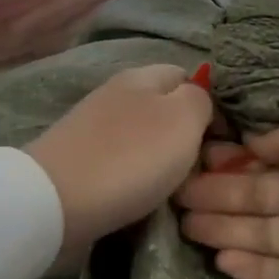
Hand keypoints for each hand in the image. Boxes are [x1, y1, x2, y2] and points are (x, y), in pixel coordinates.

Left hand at [26, 64, 213, 258]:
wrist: (53, 204)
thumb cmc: (130, 157)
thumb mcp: (184, 119)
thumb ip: (201, 100)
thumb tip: (199, 100)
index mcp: (144, 75)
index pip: (190, 76)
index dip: (212, 104)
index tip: (225, 141)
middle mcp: (117, 93)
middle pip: (166, 110)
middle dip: (186, 137)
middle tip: (204, 169)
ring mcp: (94, 128)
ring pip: (144, 139)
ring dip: (161, 162)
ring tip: (176, 189)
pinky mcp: (78, 161)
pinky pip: (121, 164)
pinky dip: (135, 180)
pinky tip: (142, 198)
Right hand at [174, 115, 278, 278]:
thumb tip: (248, 141)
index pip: (266, 159)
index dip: (230, 161)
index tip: (192, 161)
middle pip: (260, 197)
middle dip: (218, 196)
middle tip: (175, 199)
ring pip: (266, 234)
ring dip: (228, 230)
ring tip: (186, 228)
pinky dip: (256, 268)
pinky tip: (222, 260)